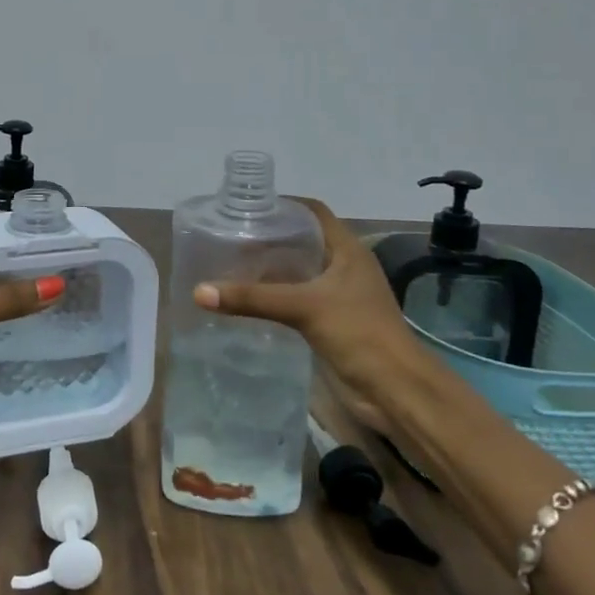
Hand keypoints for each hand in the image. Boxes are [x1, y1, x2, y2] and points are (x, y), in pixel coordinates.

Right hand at [192, 197, 427, 429]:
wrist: (395, 390)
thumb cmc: (359, 333)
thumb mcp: (303, 308)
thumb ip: (252, 299)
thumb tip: (199, 291)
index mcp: (347, 250)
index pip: (313, 212)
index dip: (284, 204)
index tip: (247, 206)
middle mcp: (343, 266)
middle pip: (302, 240)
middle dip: (268, 237)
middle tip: (229, 236)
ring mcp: (337, 295)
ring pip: (298, 271)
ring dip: (269, 268)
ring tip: (230, 264)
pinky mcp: (330, 321)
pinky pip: (296, 298)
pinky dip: (273, 295)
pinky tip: (247, 300)